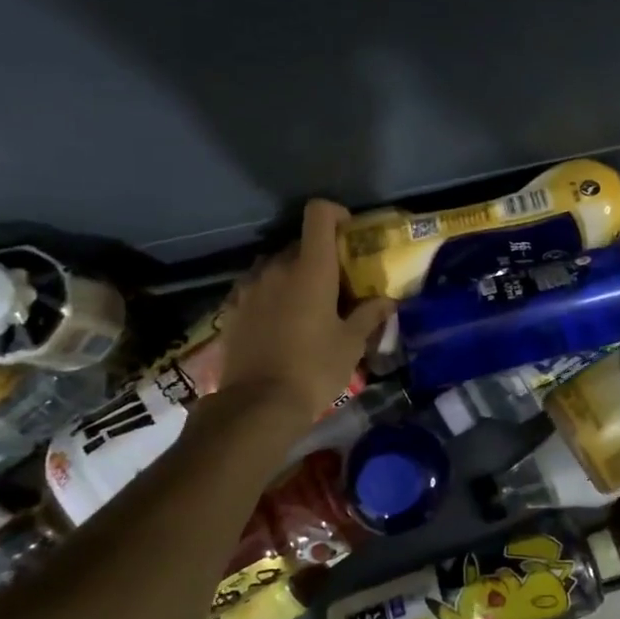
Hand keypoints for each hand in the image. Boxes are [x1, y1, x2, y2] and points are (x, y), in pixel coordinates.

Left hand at [217, 200, 394, 422]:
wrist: (257, 404)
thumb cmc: (314, 368)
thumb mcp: (351, 344)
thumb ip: (369, 314)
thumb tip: (387, 300)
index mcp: (310, 268)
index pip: (319, 214)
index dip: (336, 214)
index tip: (348, 234)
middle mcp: (276, 268)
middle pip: (299, 243)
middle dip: (319, 256)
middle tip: (336, 285)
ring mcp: (249, 287)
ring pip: (275, 266)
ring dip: (292, 275)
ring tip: (306, 306)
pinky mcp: (232, 308)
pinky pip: (256, 288)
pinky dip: (271, 295)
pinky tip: (280, 323)